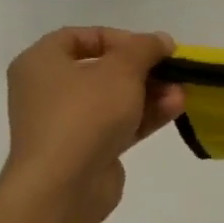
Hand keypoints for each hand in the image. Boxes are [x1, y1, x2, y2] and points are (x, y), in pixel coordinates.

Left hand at [0, 28, 185, 222]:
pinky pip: (119, 124)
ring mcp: (67, 122)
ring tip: (182, 93)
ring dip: (151, 93)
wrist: (64, 185)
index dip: (119, 38)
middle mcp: (48, 90)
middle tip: (172, 70)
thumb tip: (161, 40)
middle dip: (144, 70)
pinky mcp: (86, 149)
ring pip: (115, 99)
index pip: (81, 37)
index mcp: (41, 63)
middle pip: (103, 69)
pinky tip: (175, 109)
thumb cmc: (85, 113)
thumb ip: (145, 48)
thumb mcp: (121, 69)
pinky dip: (145, 115)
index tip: (149, 48)